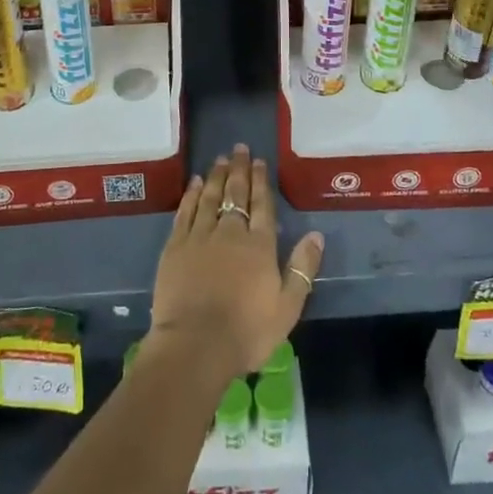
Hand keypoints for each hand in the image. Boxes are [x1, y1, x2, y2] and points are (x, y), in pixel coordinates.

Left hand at [147, 145, 323, 381]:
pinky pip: (185, 211)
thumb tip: (316, 234)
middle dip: (240, 169)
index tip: (260, 161)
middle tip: (240, 148)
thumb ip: (302, 268)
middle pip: (236, 193)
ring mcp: (200, 236)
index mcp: (260, 245)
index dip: (262, 181)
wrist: (195, 345)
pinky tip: (196, 183)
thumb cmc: (247, 331)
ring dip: (217, 175)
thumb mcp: (287, 307)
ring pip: (210, 196)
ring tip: (221, 158)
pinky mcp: (176, 245)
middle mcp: (230, 231)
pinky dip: (192, 194)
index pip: (262, 204)